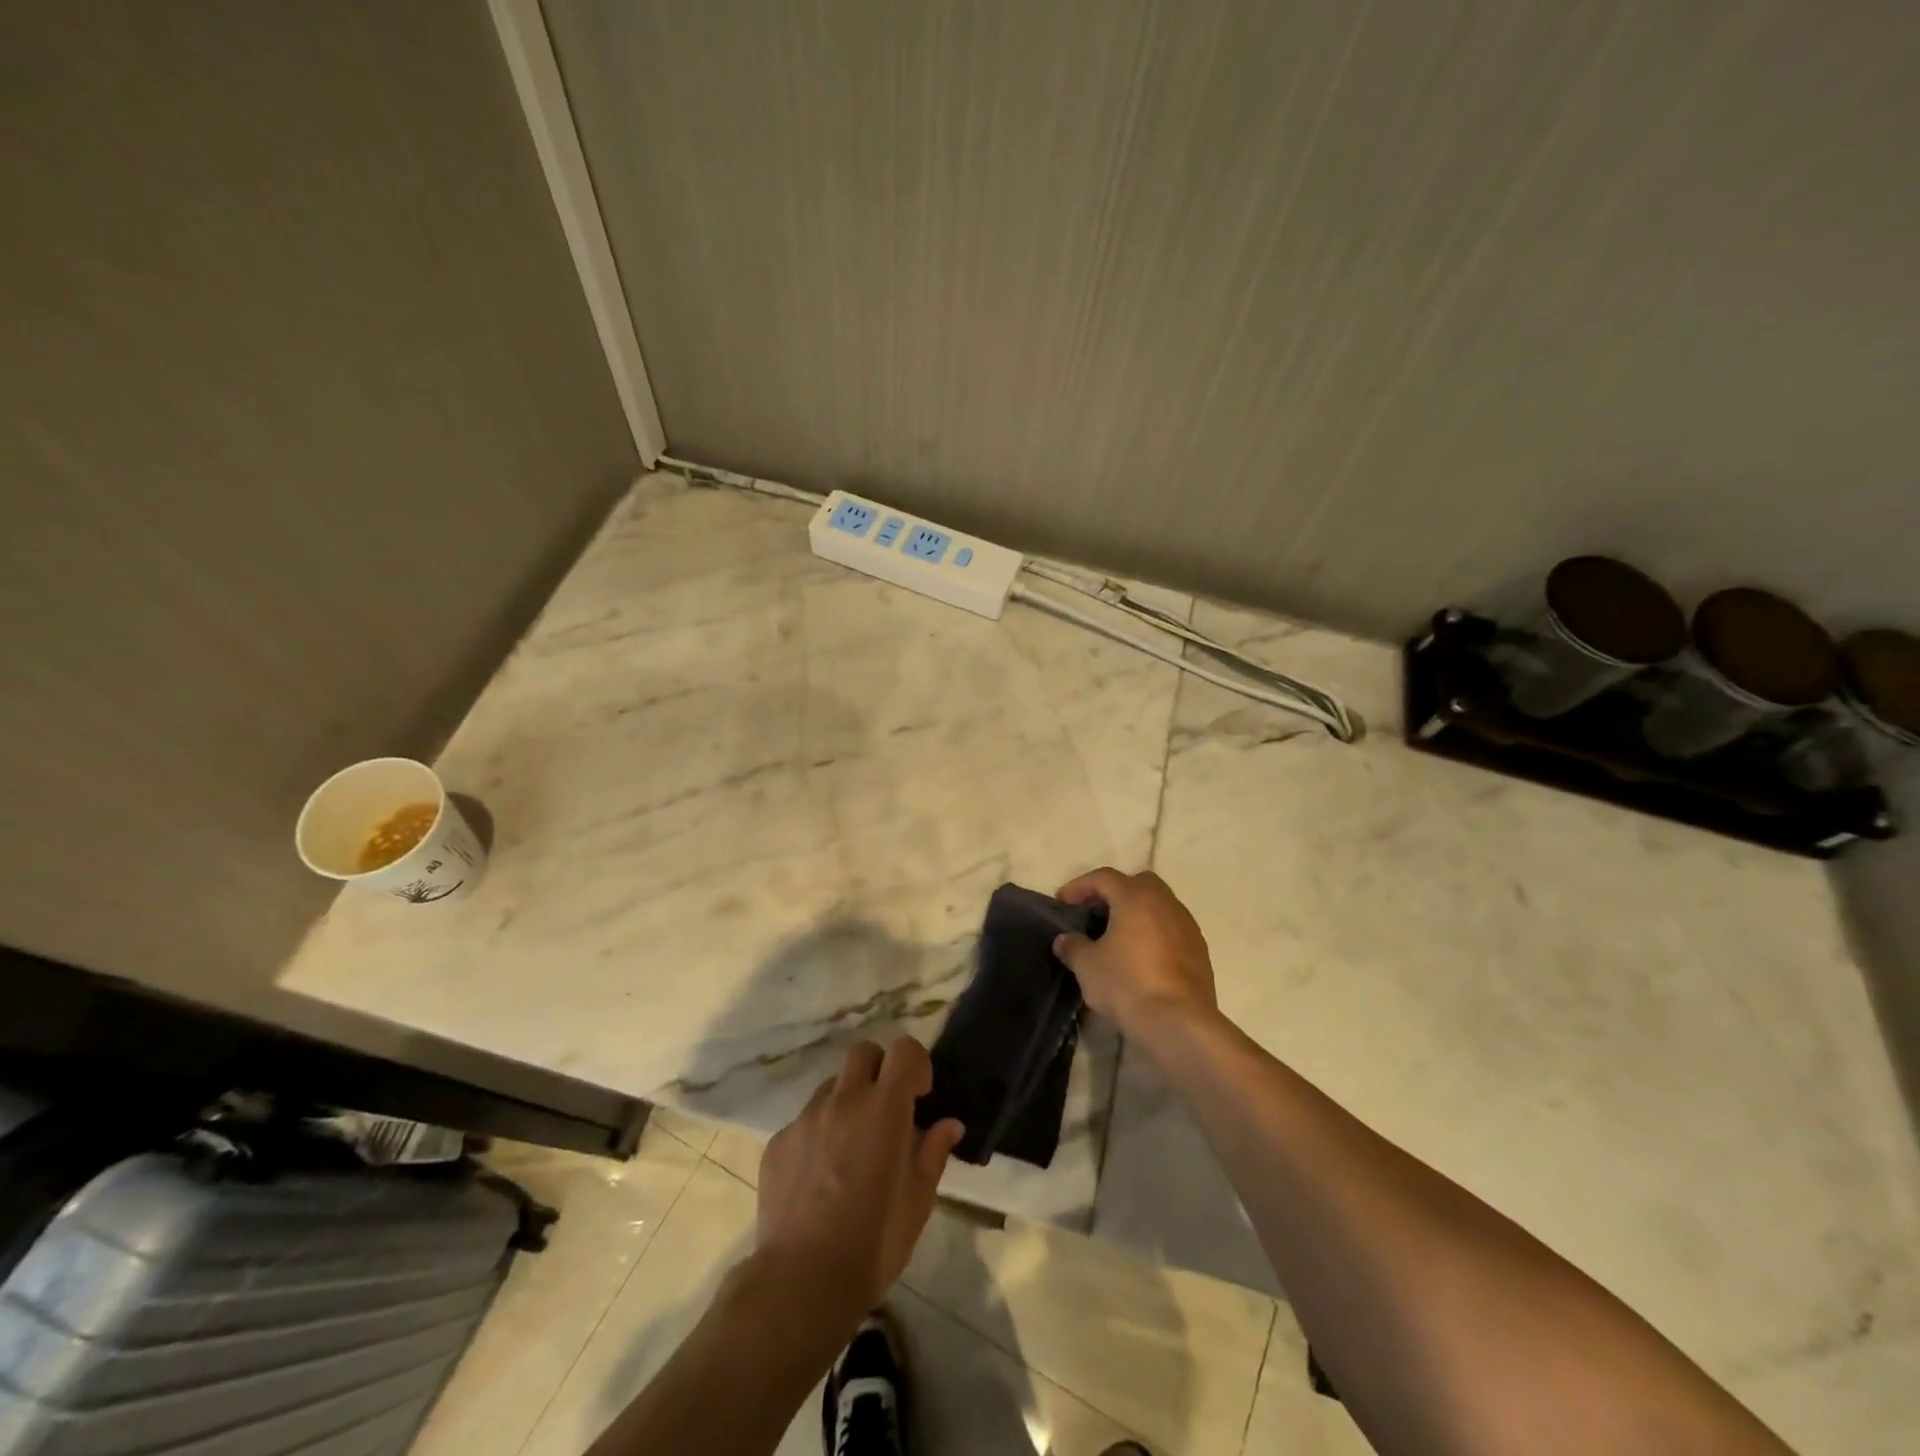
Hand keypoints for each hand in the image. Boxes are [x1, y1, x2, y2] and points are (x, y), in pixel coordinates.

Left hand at [756, 1037, 965, 1315]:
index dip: (915, 1064)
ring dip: (847, 1102)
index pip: (903, 1050)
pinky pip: (804, 1121)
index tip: (919, 1095)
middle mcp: (844, 1100)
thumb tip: (948, 1124)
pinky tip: (819, 1178)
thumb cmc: (874, 1242)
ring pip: (831, 1087)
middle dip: (879, 1070)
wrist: (802, 1281)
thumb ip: (933, 1152)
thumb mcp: (918, 1201)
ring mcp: (806, 1118)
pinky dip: (818, 1135)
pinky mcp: (778, 1141)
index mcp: (884, 1108)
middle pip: (862, 1053)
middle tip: (886, 1110)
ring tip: (850, 1149)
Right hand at [1053, 868, 1218, 1040]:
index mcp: (1135, 897)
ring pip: (1158, 905)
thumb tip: (1065, 940)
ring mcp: (1187, 926)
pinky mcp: (1199, 951)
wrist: (1179, 1023)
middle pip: (1137, 884)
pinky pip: (1171, 929)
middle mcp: (1165, 902)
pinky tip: (1141, 957)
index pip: (1103, 878)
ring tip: (1117, 936)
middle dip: (1114, 893)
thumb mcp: (1087, 966)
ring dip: (1137, 913)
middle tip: (1095, 913)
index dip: (1079, 886)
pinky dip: (1154, 933)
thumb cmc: (1127, 984)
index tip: (1062, 902)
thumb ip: (1073, 947)